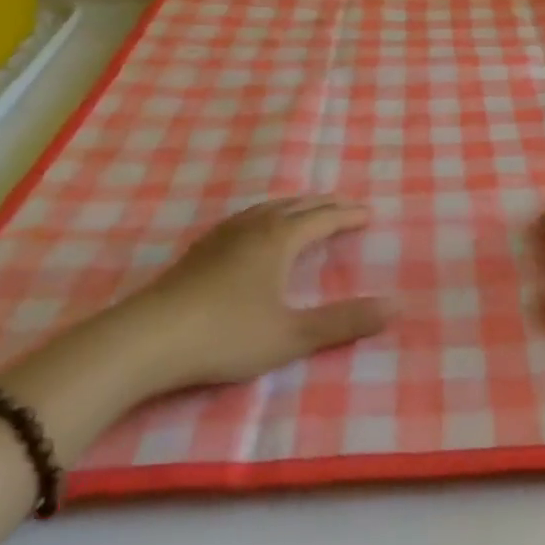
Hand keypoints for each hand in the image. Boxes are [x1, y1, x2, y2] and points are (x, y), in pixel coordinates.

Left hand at [103, 196, 393, 391]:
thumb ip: (344, 321)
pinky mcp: (200, 249)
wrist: (147, 339)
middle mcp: (255, 227)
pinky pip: (247, 217)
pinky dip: (267, 214)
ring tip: (306, 209)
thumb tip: (397, 306)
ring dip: (295, 205)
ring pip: (268, 207)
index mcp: (280, 239)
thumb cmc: (226, 335)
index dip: (348, 216)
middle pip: (297, 205)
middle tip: (346, 207)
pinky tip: (255, 229)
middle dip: (325, 205)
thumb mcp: (291, 334)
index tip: (369, 214)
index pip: (323, 218)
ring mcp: (223, 235)